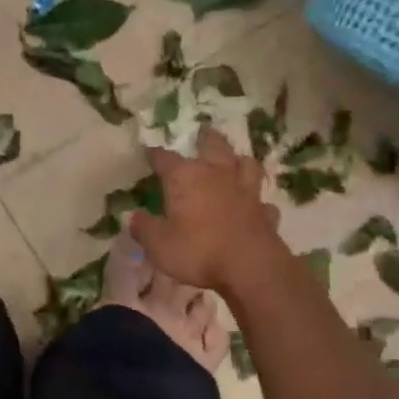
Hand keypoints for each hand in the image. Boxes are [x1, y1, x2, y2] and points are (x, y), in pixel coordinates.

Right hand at [130, 127, 286, 294]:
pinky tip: (254, 204)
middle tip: (202, 132)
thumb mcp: (158, 244)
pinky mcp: (265, 211)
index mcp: (185, 177)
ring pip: (245, 164)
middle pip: (213, 145)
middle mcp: (216, 174)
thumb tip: (134, 216)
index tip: (149, 152)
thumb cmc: (197, 250)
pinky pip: (262, 200)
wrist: (250, 266)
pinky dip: (256, 200)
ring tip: (234, 160)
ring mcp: (245, 190)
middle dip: (205, 138)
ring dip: (238, 160)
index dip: (155, 154)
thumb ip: (144, 228)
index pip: (164, 158)